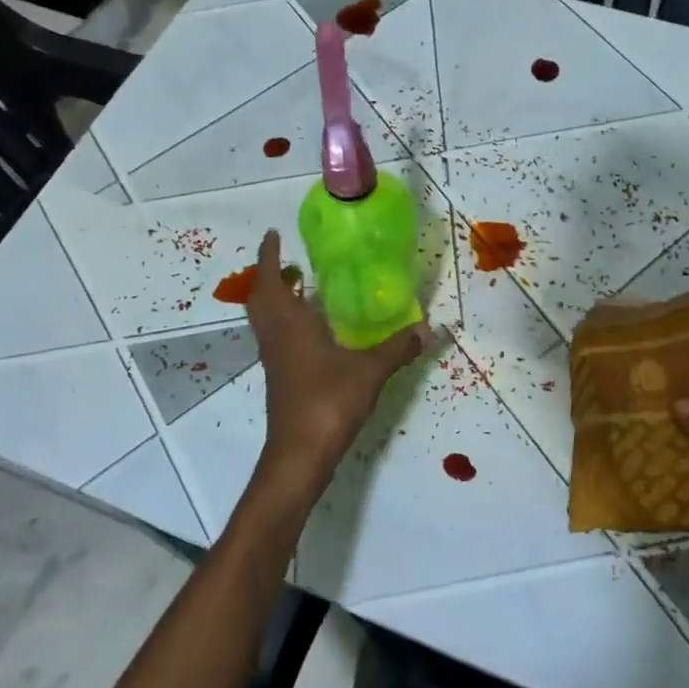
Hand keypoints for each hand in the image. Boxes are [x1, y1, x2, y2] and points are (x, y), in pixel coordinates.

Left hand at [246, 230, 433, 492]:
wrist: (300, 453)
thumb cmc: (328, 401)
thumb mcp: (370, 371)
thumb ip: (398, 348)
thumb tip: (428, 327)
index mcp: (289, 324)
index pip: (269, 279)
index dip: (268, 255)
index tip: (273, 234)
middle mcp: (275, 336)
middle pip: (260, 298)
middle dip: (269, 276)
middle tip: (289, 262)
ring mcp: (274, 359)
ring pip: (265, 320)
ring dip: (276, 300)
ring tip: (302, 288)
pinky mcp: (279, 378)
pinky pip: (276, 338)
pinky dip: (287, 323)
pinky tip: (315, 331)